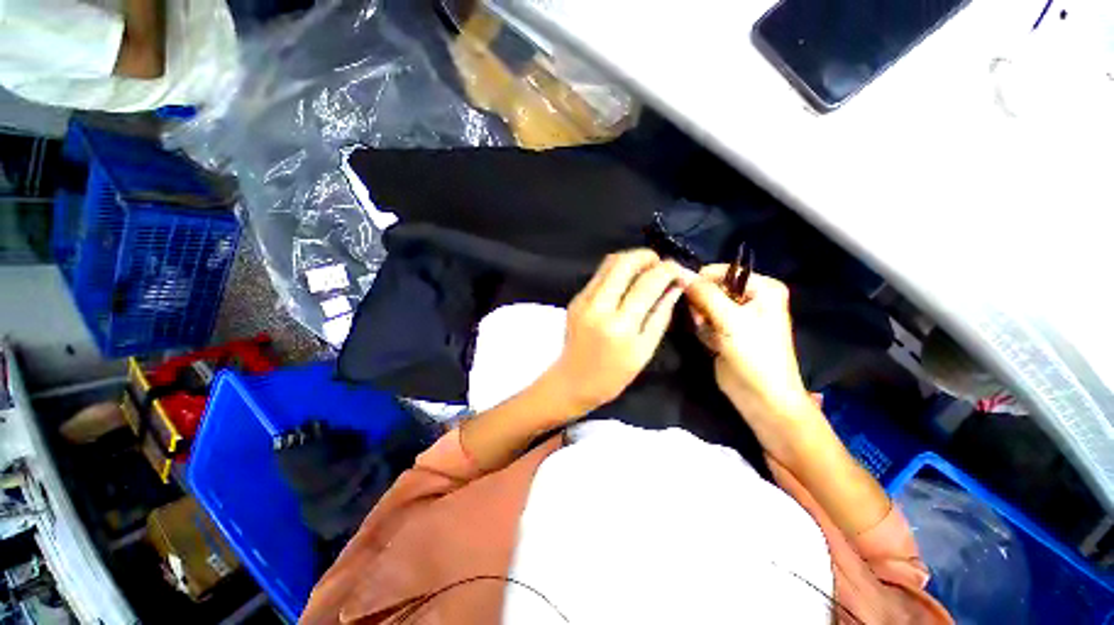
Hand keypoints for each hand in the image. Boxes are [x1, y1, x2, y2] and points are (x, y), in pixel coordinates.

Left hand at [547, 249, 690, 414]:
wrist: (573, 380)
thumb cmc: (613, 375)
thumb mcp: (645, 350)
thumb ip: (661, 315)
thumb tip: (674, 286)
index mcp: (620, 326)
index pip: (648, 283)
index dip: (667, 270)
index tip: (678, 269)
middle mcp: (599, 307)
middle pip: (624, 262)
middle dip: (647, 255)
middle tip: (660, 264)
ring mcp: (583, 300)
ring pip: (609, 263)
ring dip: (631, 259)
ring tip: (646, 268)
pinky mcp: (576, 298)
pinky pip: (599, 275)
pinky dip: (617, 270)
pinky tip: (627, 280)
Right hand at [684, 267, 815, 439]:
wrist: (761, 397)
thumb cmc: (755, 354)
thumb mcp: (730, 320)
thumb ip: (704, 294)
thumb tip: (679, 272)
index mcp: (763, 288)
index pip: (722, 272)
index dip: (701, 281)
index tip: (684, 293)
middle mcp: (750, 298)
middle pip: (710, 288)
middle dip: (701, 303)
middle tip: (703, 320)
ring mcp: (736, 316)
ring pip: (703, 305)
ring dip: (701, 318)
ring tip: (709, 333)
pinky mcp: (724, 331)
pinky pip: (703, 320)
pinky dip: (702, 330)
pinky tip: (712, 343)